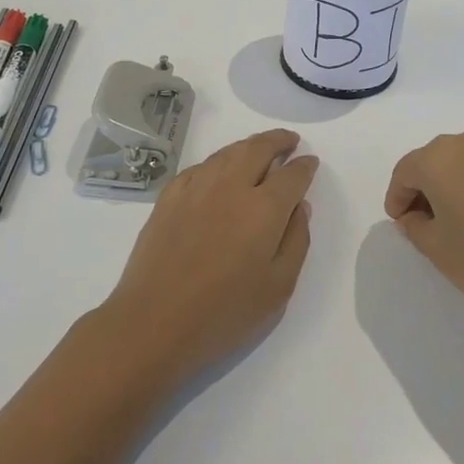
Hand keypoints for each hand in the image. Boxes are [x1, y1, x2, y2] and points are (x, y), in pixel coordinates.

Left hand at [100, 128, 318, 382]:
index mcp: (264, 209)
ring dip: (249, 146)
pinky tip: (220, 173)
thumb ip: (296, 241)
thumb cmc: (223, 314)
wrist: (152, 323)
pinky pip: (201, 167)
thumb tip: (299, 207)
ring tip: (259, 151)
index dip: (305, 166)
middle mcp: (231, 186)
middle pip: (259, 148)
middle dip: (278, 140)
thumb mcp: (278, 288)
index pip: (292, 175)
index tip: (310, 163)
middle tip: (289, 141)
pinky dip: (219, 162)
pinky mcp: (169, 197)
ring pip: (228, 152)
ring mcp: (196, 188)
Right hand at [385, 125, 463, 335]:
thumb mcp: (437, 248)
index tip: (399, 221)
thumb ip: (415, 225)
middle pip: (435, 160)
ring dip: (453, 182)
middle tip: (423, 221)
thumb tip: (414, 215)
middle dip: (424, 187)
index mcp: (440, 157)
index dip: (397, 197)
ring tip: (455, 219)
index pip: (406, 171)